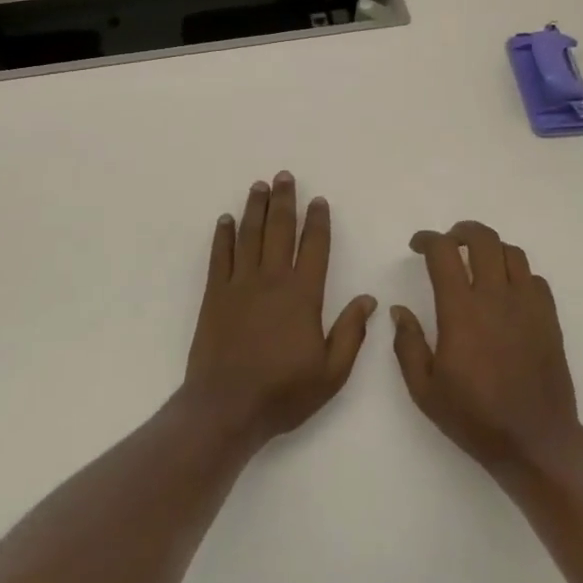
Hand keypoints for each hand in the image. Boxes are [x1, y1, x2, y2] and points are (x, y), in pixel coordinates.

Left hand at [182, 172, 376, 449]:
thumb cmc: (283, 392)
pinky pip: (219, 256)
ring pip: (249, 236)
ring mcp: (239, 285)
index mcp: (303, 295)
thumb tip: (369, 299)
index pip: (314, 248)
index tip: (318, 201)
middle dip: (284, 201)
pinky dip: (222, 236)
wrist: (226, 407)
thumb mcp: (331, 372)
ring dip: (255, 209)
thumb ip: (351, 333)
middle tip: (285, 176)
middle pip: (279, 230)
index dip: (317, 222)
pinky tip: (225, 220)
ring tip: (260, 186)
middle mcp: (271, 280)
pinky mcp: (214, 295)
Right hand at [391, 221, 580, 472]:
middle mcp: (496, 297)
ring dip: (491, 249)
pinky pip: (535, 279)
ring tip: (478, 263)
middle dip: (462, 231)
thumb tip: (399, 310)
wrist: (535, 442)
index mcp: (461, 311)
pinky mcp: (549, 319)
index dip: (428, 240)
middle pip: (484, 239)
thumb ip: (407, 344)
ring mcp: (528, 306)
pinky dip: (517, 274)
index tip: (417, 245)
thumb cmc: (474, 417)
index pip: (444, 253)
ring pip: (512, 253)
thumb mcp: (424, 389)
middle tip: (449, 243)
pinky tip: (507, 292)